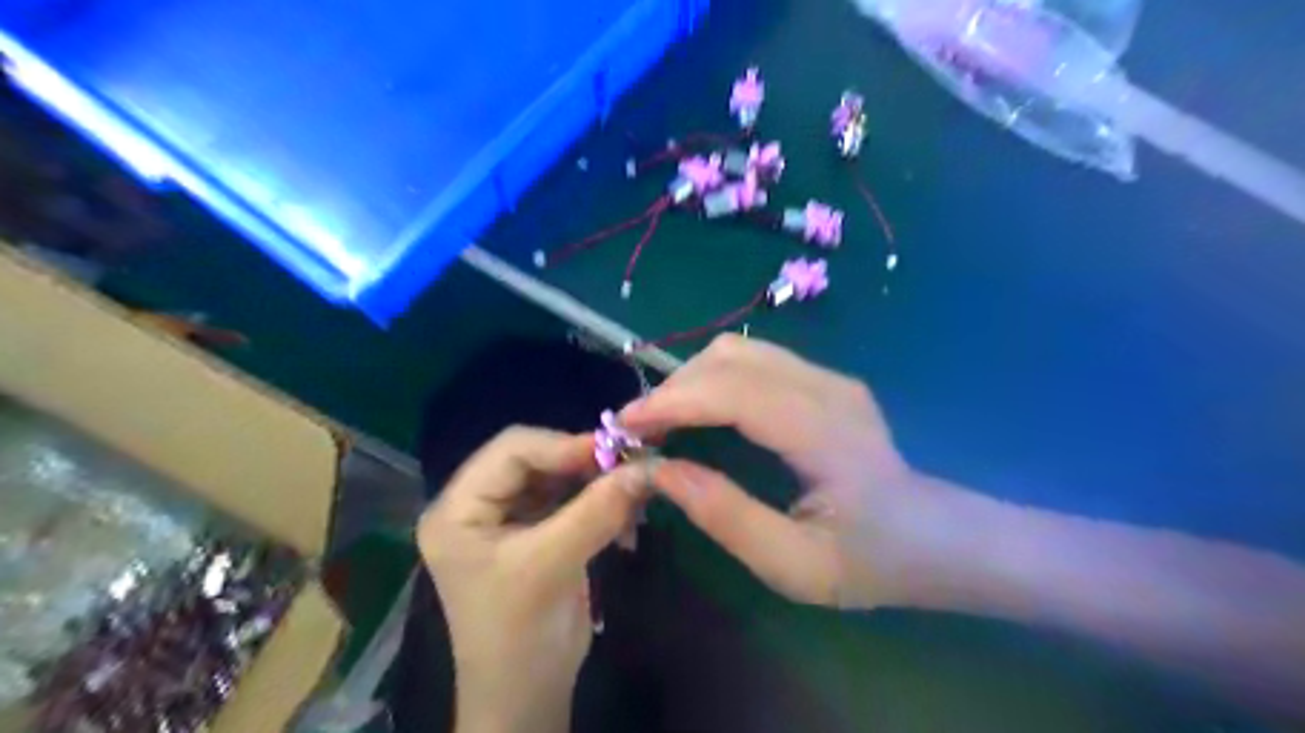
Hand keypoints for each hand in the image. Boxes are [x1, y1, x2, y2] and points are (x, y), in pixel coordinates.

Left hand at [419, 428, 649, 730]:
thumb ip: (596, 511)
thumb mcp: (552, 566)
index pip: (511, 450)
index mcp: (458, 508)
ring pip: (558, 476)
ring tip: (633, 494)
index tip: (614, 452)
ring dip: (597, 483)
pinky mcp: (536, 530)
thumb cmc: (520, 634)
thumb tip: (645, 467)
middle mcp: (478, 504)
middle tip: (629, 469)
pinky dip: (600, 502)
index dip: (563, 445)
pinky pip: (571, 499)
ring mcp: (508, 517)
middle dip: (584, 463)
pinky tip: (626, 517)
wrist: (528, 695)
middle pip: (536, 458)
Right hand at [623, 335, 938, 608]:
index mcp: (825, 431)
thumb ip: (725, 516)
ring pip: (738, 351)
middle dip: (672, 389)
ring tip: (663, 423)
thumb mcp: (794, 565)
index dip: (672, 402)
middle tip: (638, 434)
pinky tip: (700, 413)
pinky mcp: (824, 379)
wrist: (937, 539)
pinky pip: (753, 361)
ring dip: (690, 380)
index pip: (733, 391)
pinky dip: (712, 379)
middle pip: (729, 358)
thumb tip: (659, 472)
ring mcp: (829, 377)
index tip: (623, 427)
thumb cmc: (871, 561)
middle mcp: (827, 387)